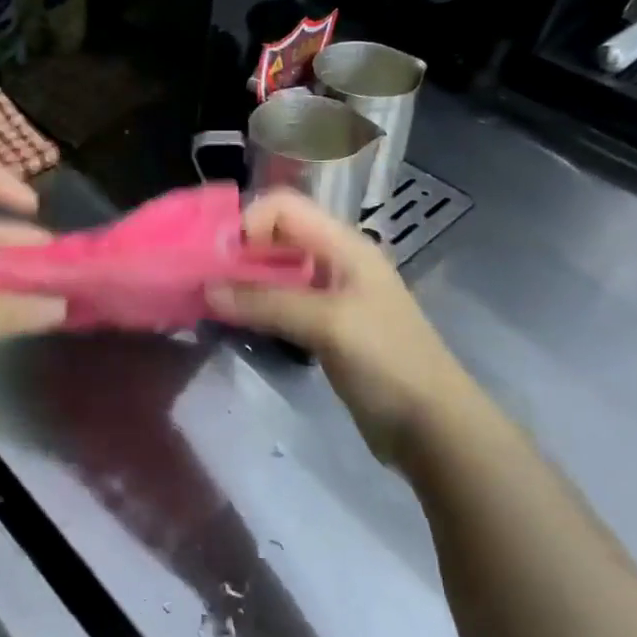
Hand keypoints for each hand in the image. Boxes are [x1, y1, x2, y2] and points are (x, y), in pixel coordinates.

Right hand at [207, 189, 474, 464]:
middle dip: (238, 251)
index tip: (216, 258)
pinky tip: (235, 322)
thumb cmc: (387, 362)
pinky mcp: (325, 328)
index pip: (284, 208)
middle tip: (203, 280)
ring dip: (243, 280)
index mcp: (345, 245)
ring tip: (211, 301)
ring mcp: (331, 296)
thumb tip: (206, 289)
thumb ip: (266, 302)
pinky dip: (256, 306)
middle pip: (277, 236)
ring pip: (276, 271)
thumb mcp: (327, 324)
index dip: (248, 222)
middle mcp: (336, 261)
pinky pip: (281, 303)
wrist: (434, 428)